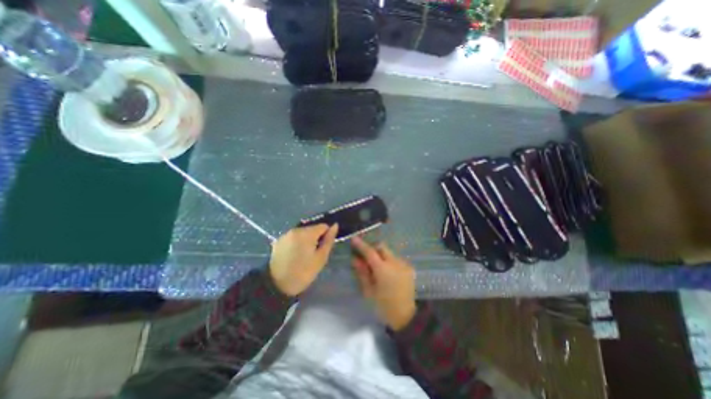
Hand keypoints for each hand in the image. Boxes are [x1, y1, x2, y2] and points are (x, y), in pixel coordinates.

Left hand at [271, 224, 339, 296]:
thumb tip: (335, 225)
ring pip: (302, 232)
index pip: (323, 226)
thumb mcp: (321, 258)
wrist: (276, 285)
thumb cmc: (303, 273)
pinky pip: (293, 237)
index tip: (323, 248)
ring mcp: (286, 234)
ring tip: (304, 255)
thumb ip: (329, 240)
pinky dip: (297, 242)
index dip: (326, 236)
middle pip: (312, 228)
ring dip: (306, 240)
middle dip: (316, 238)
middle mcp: (295, 229)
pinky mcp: (279, 240)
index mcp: (307, 233)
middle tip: (314, 254)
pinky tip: (294, 255)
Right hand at [352, 237, 417, 330]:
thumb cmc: (384, 306)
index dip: (361, 245)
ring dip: (381, 256)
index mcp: (383, 269)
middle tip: (366, 257)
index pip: (370, 252)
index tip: (354, 239)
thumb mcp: (369, 291)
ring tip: (377, 268)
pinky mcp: (409, 268)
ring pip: (389, 253)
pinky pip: (396, 259)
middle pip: (382, 247)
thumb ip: (362, 273)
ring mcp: (403, 265)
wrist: (406, 317)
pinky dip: (389, 262)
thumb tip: (355, 259)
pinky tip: (387, 273)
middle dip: (373, 249)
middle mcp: (394, 263)